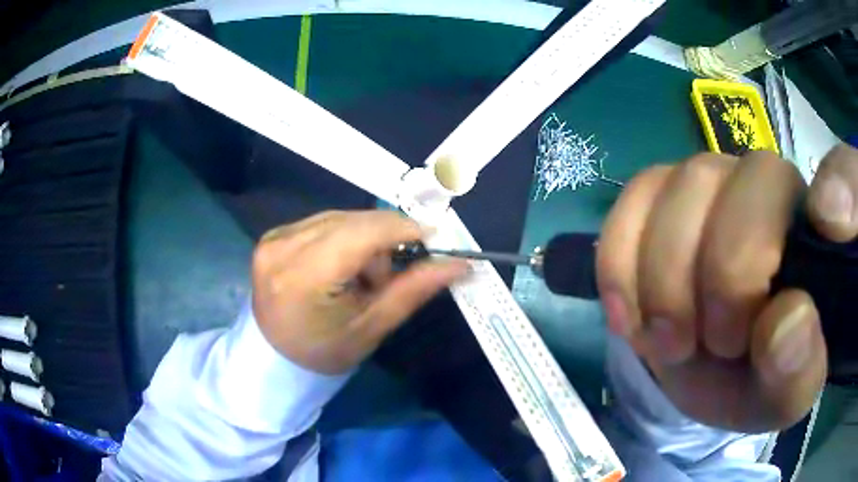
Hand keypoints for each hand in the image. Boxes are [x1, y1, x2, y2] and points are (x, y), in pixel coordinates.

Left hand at [251, 210, 467, 374]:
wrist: (276, 357)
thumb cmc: (325, 352)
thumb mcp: (372, 327)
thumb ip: (413, 290)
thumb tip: (459, 264)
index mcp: (303, 277)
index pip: (361, 233)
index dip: (402, 228)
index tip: (433, 236)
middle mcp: (282, 247)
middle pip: (352, 221)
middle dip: (382, 241)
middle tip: (385, 278)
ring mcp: (274, 238)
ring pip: (340, 218)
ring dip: (362, 240)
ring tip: (358, 279)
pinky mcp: (274, 235)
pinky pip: (323, 222)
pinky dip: (343, 239)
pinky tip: (339, 267)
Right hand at [596, 145, 857, 432]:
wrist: (703, 366)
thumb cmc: (756, 378)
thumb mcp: (780, 397)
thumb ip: (796, 372)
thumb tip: (787, 321)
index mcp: (821, 238)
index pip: (847, 175)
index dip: (843, 186)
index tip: (831, 227)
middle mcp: (775, 186)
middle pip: (752, 182)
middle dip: (724, 274)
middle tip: (709, 344)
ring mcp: (715, 178)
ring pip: (687, 184)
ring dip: (667, 278)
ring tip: (669, 341)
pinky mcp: (662, 191)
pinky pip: (635, 197)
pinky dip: (623, 260)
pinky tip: (631, 316)